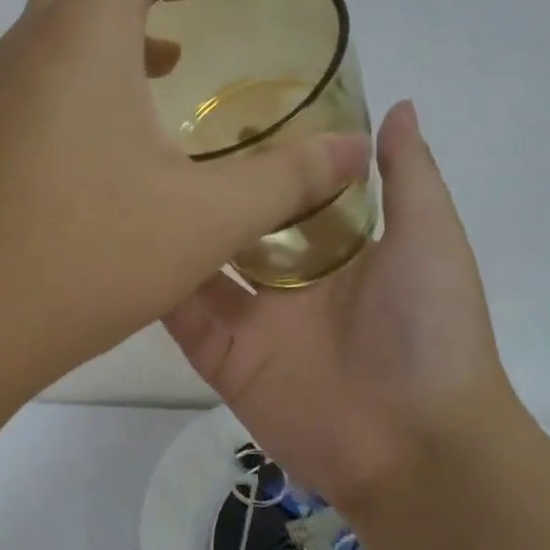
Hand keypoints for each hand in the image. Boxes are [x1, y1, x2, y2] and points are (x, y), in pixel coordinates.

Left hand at [0, 0, 370, 385]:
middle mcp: (32, 42)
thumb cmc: (90, 254)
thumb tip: (356, 150)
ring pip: (61, 15)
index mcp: (84, 34)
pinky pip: (42, 62)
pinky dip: (88, 59)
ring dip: (118, 12)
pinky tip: (120, 120)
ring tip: (171, 51)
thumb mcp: (208, 217)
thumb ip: (288, 176)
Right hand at [164, 100, 517, 512]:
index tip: (216, 102)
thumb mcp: (430, 239)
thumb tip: (397, 104)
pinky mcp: (222, 358)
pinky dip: (153, 286)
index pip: (284, 188)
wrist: (418, 446)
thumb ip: (409, 174)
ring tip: (124, 179)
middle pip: (232, 223)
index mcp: (332, 246)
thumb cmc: (430, 330)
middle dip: (201, 187)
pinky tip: (119, 244)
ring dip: (169, 231)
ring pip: (197, 265)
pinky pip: (180, 316)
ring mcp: (250, 319)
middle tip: (150, 135)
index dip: (255, 152)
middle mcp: (286, 278)